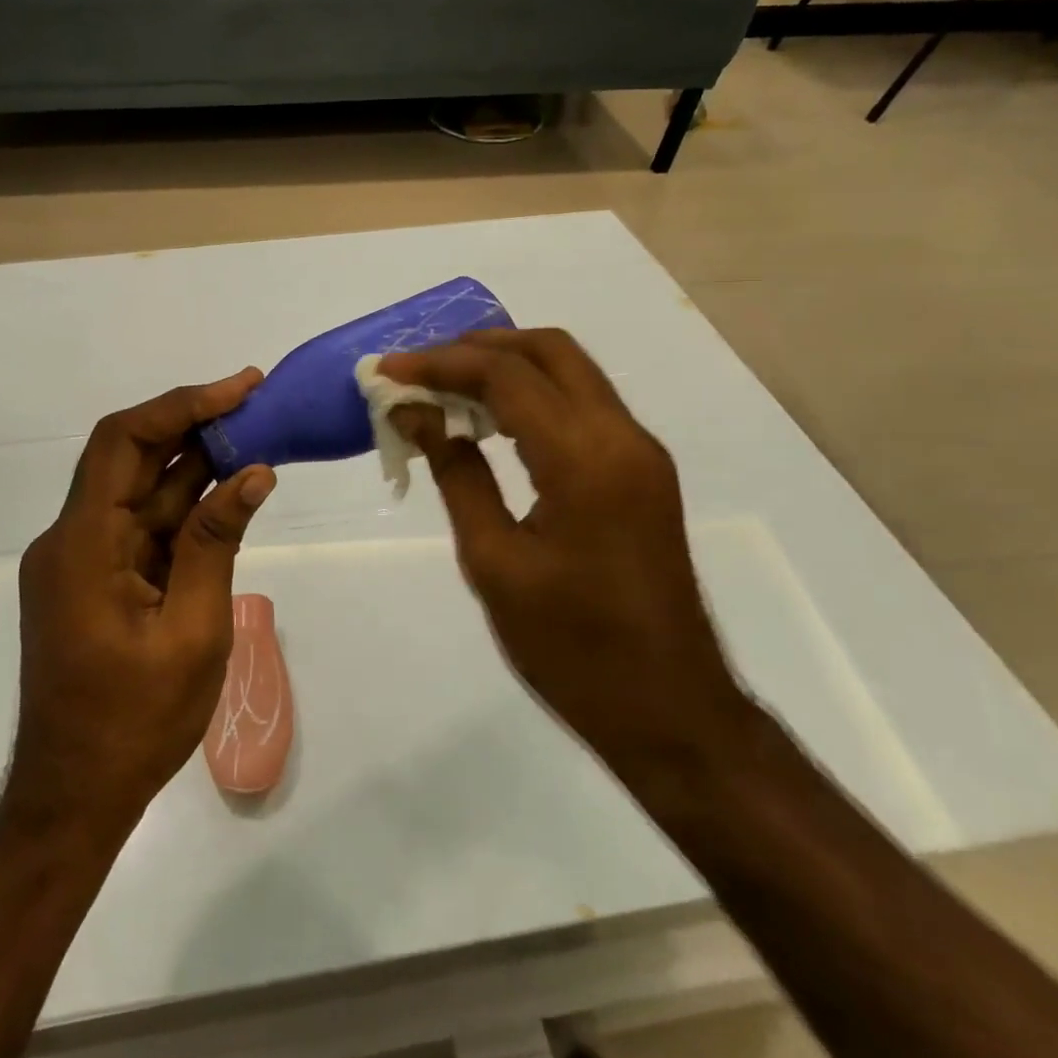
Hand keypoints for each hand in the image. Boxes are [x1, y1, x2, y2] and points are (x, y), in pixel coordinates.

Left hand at [9, 371, 276, 837]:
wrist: (74, 798)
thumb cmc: (135, 724)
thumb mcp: (192, 631)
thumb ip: (216, 543)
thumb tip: (253, 472)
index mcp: (83, 545)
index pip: (124, 442)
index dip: (182, 406)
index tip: (240, 389)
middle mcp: (72, 539)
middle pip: (130, 457)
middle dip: (193, 424)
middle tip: (257, 402)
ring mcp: (81, 560)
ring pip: (140, 490)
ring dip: (194, 463)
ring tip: (256, 436)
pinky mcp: (96, 579)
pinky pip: (141, 526)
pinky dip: (184, 506)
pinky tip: (228, 491)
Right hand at [378, 329, 748, 771]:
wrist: (670, 711)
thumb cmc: (572, 649)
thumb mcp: (494, 562)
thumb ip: (456, 474)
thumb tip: (417, 414)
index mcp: (585, 459)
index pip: (506, 375)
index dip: (440, 363)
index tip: (387, 372)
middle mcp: (623, 436)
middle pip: (549, 349)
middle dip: (478, 346)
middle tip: (421, 369)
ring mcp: (640, 451)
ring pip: (570, 371)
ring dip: (507, 366)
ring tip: (445, 388)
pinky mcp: (642, 471)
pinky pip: (582, 405)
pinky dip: (533, 395)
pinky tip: (490, 422)